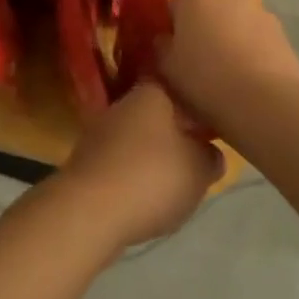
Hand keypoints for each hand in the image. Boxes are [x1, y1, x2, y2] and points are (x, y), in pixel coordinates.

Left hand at [59, 83, 223, 251]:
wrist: (90, 211)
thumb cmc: (152, 178)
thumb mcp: (199, 169)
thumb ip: (210, 156)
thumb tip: (209, 151)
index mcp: (150, 93)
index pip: (177, 86)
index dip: (196, 104)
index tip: (212, 123)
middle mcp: (122, 104)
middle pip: (156, 114)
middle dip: (175, 133)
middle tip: (198, 156)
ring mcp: (99, 132)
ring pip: (137, 139)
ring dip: (154, 156)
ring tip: (175, 182)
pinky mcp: (86, 161)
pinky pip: (120, 163)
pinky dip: (134, 176)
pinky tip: (145, 197)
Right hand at [158, 0, 298, 136]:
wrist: (264, 102)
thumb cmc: (205, 79)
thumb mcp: (166, 67)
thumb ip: (161, 47)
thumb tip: (165, 40)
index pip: (174, 6)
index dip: (171, 31)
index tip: (173, 56)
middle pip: (207, 11)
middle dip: (202, 31)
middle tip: (197, 65)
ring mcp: (259, 11)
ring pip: (234, 24)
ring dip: (229, 41)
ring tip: (226, 77)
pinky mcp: (282, 33)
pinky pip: (257, 40)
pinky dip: (251, 53)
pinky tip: (248, 81)